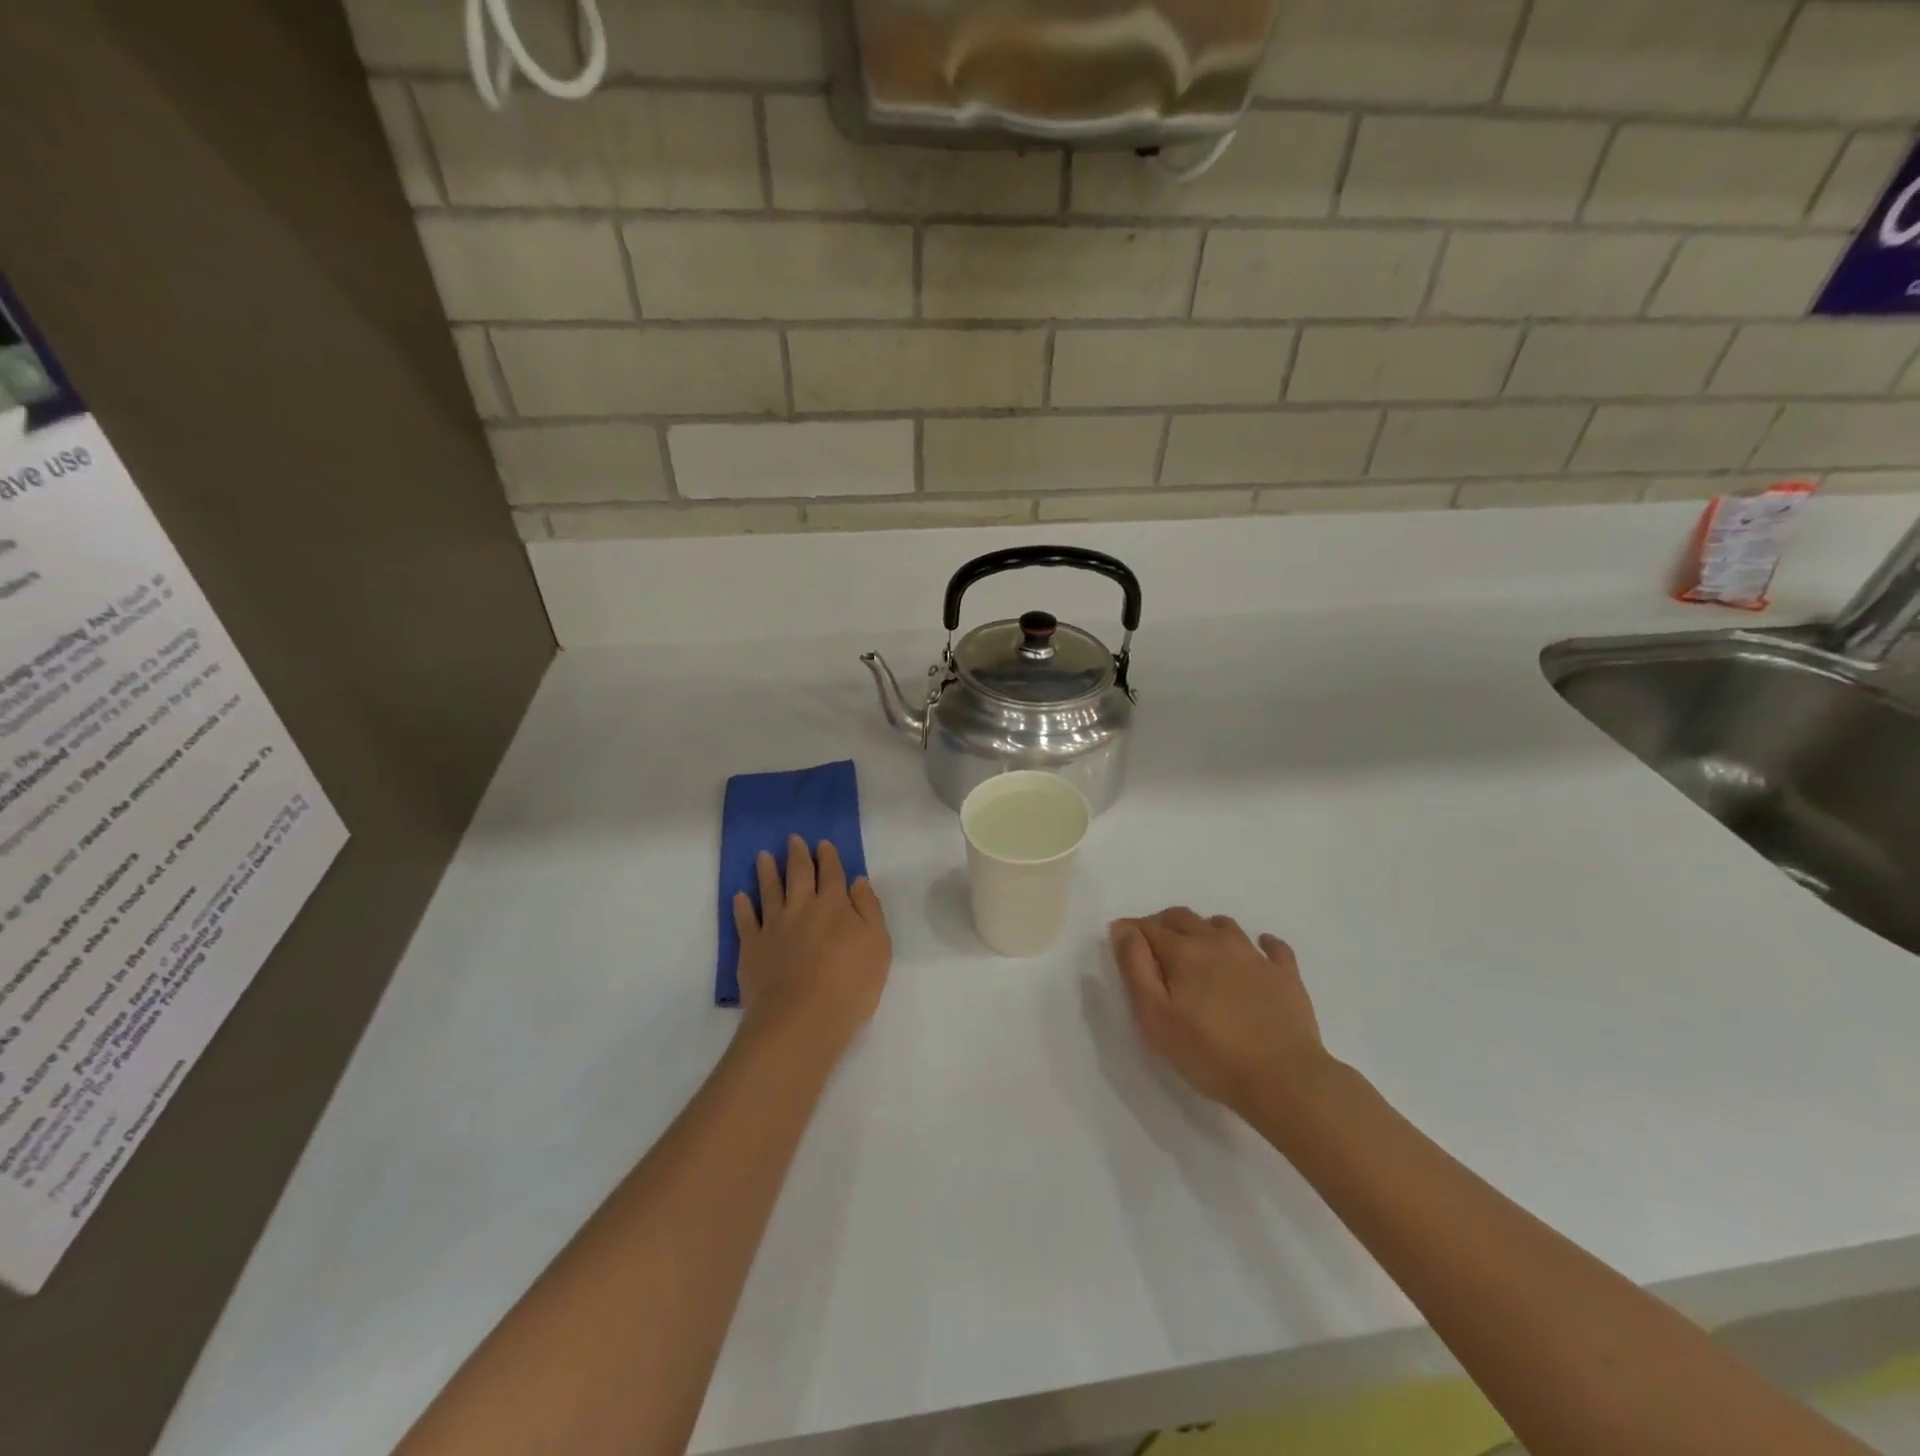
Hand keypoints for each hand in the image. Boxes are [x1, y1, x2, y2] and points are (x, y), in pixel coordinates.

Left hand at [734, 836, 890, 1052]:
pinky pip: (745, 921)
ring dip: (767, 872)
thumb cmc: (850, 984)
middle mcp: (802, 908)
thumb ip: (869, 909)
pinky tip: (739, 896)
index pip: (832, 874)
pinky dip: (742, 907)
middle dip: (797, 855)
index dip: (828, 857)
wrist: (801, 1019)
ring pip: (769, 891)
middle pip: (798, 875)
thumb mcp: (878, 945)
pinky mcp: (752, 948)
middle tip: (792, 839)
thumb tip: (857, 881)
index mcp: (834, 906)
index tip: (823, 843)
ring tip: (763, 856)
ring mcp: (774, 926)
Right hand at [1110, 908, 1324, 1116]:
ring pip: (1224, 925)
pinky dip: (1261, 944)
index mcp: (1184, 951)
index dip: (1131, 930)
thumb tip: (1123, 929)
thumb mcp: (1155, 1017)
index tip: (1121, 941)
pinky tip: (1258, 952)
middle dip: (1163, 924)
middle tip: (1155, 946)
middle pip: (1184, 918)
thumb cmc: (1209, 1053)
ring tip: (1198, 949)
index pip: (1149, 927)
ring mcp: (1255, 956)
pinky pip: (1273, 947)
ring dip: (1205, 929)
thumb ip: (1135, 968)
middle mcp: (1218, 943)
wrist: (1284, 1079)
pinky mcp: (1286, 976)